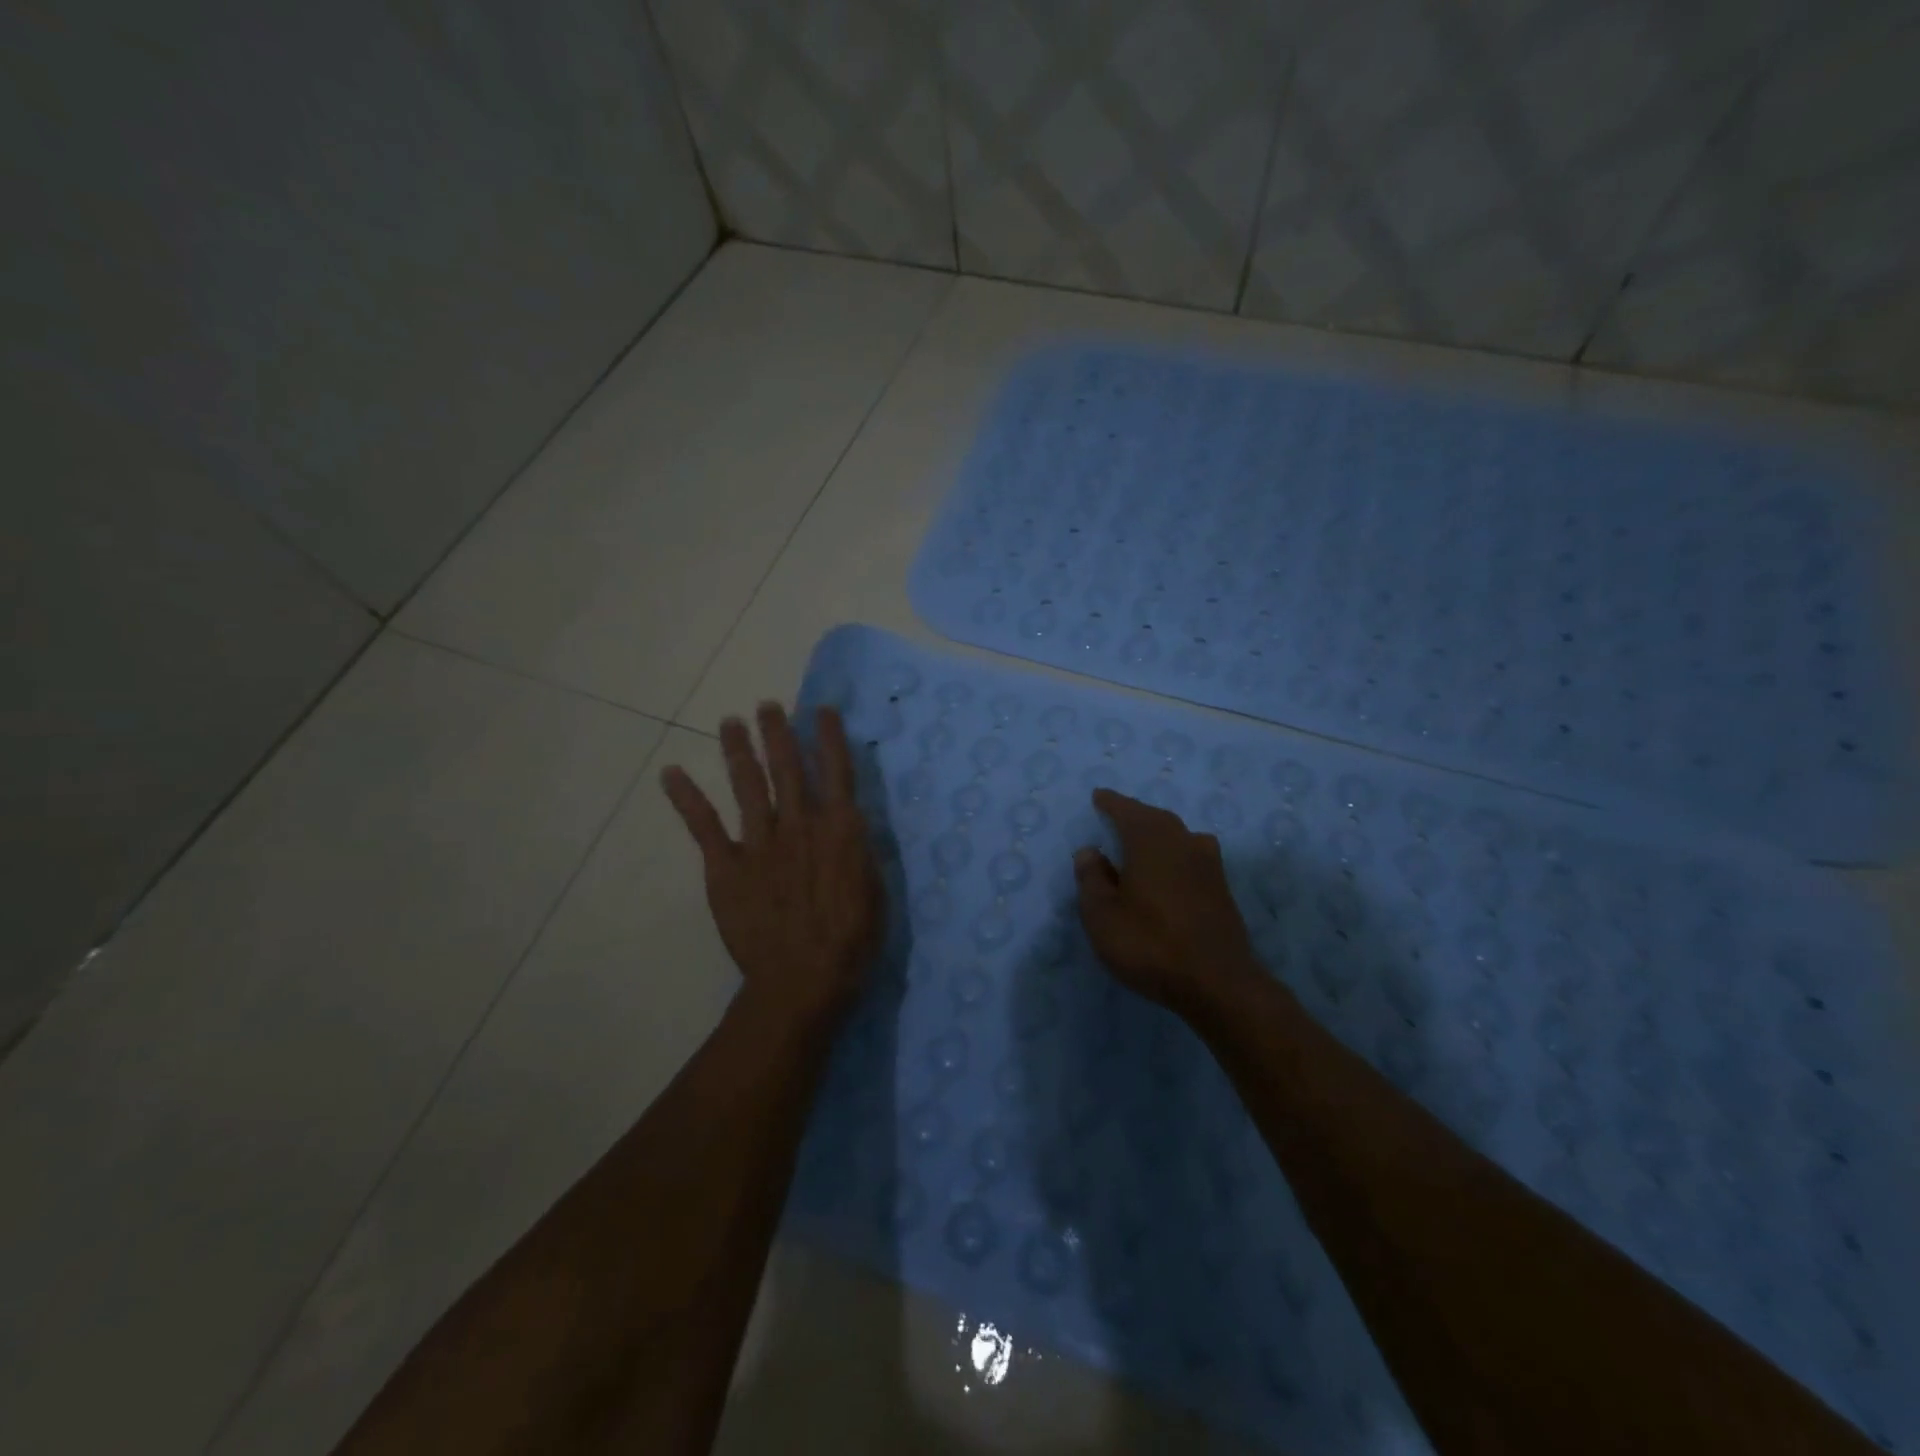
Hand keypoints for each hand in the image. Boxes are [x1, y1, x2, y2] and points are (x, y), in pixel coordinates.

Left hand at [661, 703, 882, 1016]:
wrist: (801, 980)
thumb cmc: (849, 941)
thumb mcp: (875, 890)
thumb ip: (859, 850)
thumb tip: (850, 823)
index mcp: (839, 829)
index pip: (836, 771)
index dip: (829, 737)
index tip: (822, 710)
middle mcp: (799, 824)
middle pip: (786, 767)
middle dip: (778, 733)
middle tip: (769, 706)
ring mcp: (759, 843)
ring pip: (747, 785)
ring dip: (738, 750)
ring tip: (730, 722)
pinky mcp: (726, 867)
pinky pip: (704, 826)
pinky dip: (686, 798)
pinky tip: (671, 773)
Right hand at [1073, 788, 1263, 1016]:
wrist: (1218, 983)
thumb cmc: (1150, 944)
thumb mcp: (1103, 916)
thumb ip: (1092, 879)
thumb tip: (1089, 851)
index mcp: (1151, 841)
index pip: (1127, 811)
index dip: (1111, 803)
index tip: (1099, 796)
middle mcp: (1183, 842)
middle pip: (1157, 819)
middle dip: (1136, 815)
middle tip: (1118, 816)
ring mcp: (1209, 865)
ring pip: (1179, 836)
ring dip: (1159, 834)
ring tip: (1143, 842)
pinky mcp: (1222, 889)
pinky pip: (1192, 857)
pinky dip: (1176, 855)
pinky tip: (1169, 870)